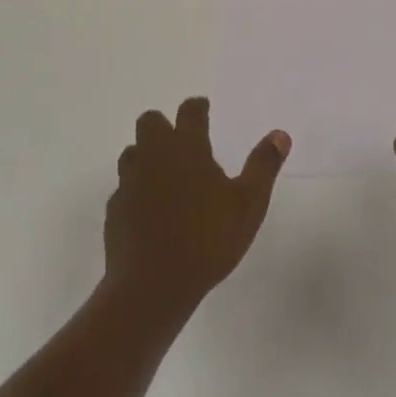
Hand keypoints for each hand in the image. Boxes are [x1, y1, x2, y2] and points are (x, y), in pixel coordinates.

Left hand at [104, 97, 290, 315]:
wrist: (150, 289)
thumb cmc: (206, 239)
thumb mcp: (248, 204)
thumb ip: (263, 166)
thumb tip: (281, 134)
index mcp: (186, 146)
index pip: (190, 111)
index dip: (198, 107)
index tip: (203, 109)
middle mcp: (154, 155)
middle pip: (150, 122)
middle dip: (163, 125)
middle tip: (181, 142)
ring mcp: (130, 183)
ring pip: (132, 153)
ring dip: (145, 156)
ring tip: (163, 174)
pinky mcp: (114, 213)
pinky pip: (122, 190)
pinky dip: (134, 193)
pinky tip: (147, 211)